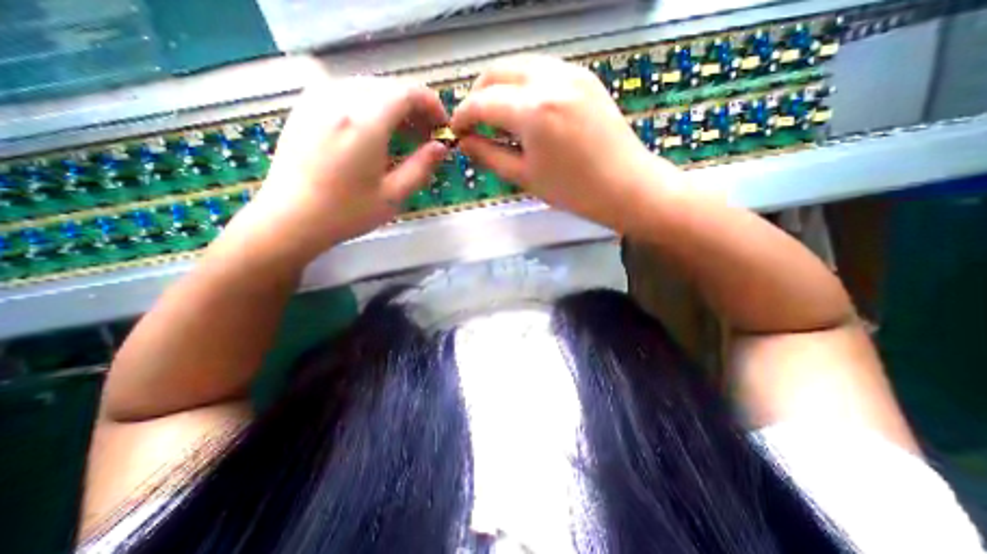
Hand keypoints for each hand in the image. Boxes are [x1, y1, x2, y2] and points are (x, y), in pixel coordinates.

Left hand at [225, 70, 449, 268]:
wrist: (290, 218)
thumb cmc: (346, 212)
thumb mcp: (393, 194)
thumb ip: (422, 167)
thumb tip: (441, 147)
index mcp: (365, 122)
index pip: (408, 92)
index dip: (432, 105)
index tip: (442, 126)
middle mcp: (339, 99)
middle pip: (389, 88)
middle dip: (414, 108)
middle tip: (426, 136)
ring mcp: (318, 99)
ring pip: (369, 88)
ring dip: (393, 107)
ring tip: (403, 137)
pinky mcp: (305, 107)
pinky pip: (347, 93)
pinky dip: (370, 107)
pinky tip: (374, 132)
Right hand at [451, 56, 684, 233]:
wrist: (625, 186)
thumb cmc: (572, 190)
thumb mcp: (524, 177)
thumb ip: (489, 156)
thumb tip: (465, 143)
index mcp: (533, 111)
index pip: (482, 102)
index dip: (463, 115)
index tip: (457, 131)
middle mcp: (550, 80)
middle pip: (497, 72)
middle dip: (478, 95)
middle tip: (474, 122)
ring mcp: (571, 73)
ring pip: (520, 66)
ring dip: (500, 87)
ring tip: (498, 117)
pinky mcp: (584, 77)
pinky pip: (542, 71)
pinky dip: (524, 85)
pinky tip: (525, 110)